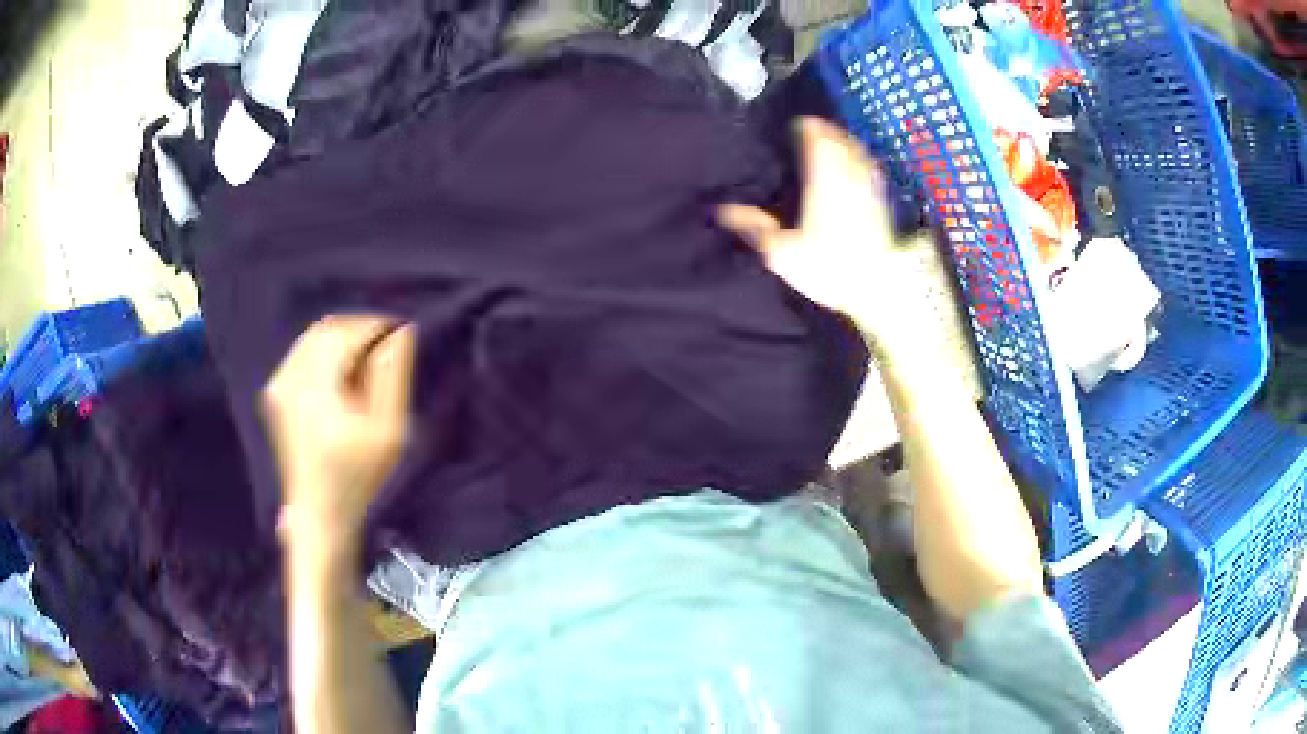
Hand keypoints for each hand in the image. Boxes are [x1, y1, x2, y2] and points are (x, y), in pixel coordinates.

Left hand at [261, 316, 416, 556]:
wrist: (319, 512)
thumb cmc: (360, 478)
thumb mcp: (388, 432)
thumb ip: (392, 377)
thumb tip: (401, 331)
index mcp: (315, 391)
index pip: (346, 333)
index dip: (376, 327)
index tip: (400, 337)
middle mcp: (290, 381)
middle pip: (327, 329)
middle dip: (359, 332)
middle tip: (385, 353)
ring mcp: (278, 385)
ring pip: (314, 338)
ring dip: (343, 341)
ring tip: (365, 367)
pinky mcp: (275, 391)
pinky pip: (303, 352)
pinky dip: (326, 353)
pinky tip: (342, 378)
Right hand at [718, 117, 909, 343]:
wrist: (878, 287)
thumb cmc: (829, 268)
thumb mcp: (783, 254)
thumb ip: (755, 227)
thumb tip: (721, 209)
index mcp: (822, 182)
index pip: (816, 143)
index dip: (807, 129)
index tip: (797, 122)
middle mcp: (847, 177)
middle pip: (838, 142)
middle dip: (825, 131)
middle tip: (811, 126)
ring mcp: (867, 188)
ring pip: (856, 152)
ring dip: (844, 140)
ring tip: (832, 137)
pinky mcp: (881, 201)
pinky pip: (870, 168)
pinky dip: (861, 157)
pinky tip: (858, 160)